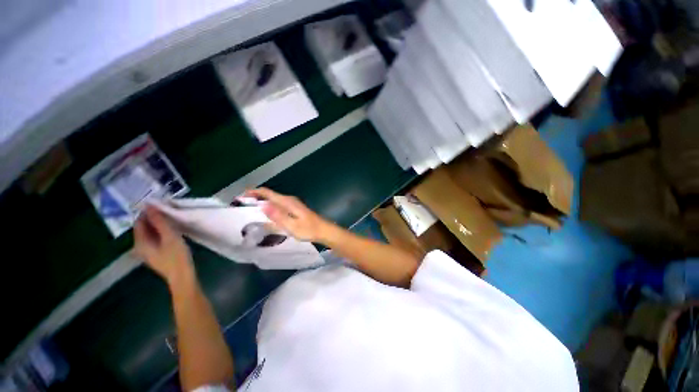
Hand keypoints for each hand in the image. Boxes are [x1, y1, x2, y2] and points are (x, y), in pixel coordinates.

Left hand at [133, 205, 194, 285]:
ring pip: (150, 233)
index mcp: (140, 242)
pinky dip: (161, 232)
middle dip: (153, 218)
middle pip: (143, 227)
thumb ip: (160, 222)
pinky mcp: (155, 254)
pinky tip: (171, 231)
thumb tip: (150, 206)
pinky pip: (154, 238)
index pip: (139, 222)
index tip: (161, 205)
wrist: (182, 276)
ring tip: (171, 219)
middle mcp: (139, 246)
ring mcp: (147, 251)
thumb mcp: (170, 237)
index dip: (148, 212)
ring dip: (158, 225)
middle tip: (168, 211)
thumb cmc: (176, 257)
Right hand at [244, 188, 335, 242]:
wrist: (323, 230)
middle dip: (255, 197)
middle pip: (269, 195)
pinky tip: (266, 215)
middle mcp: (289, 200)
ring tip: (249, 210)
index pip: (267, 193)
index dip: (254, 192)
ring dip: (262, 202)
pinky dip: (269, 207)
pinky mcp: (294, 209)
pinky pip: (278, 206)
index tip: (240, 196)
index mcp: (287, 202)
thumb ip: (277, 216)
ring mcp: (292, 204)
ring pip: (274, 200)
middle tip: (241, 205)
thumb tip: (262, 205)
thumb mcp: (292, 225)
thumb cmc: (308, 229)